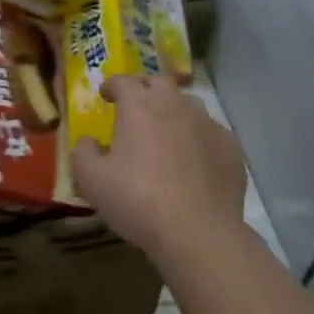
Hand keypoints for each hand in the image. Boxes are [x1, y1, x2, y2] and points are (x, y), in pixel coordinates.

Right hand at [71, 75, 246, 269]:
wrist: (198, 232)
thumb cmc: (137, 200)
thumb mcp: (91, 180)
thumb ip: (83, 152)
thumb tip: (90, 141)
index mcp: (139, 105)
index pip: (122, 81)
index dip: (111, 85)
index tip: (105, 96)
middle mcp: (175, 104)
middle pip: (158, 83)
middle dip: (144, 90)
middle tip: (135, 109)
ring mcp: (207, 124)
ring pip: (188, 105)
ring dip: (174, 111)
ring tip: (166, 132)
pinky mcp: (230, 147)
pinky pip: (210, 132)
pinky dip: (198, 138)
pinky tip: (195, 160)